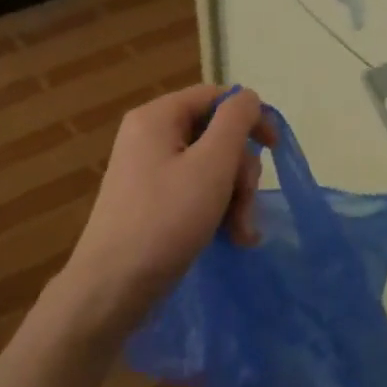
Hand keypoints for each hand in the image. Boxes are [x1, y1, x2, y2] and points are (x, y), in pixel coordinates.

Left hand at [49, 85, 274, 343]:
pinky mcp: (154, 201)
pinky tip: (233, 239)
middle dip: (241, 173)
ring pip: (212, 167)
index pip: (216, 97)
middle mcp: (151, 137)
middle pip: (217, 136)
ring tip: (241, 234)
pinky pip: (196, 191)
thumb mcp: (211, 164)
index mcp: (158, 117)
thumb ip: (235, 121)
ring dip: (235, 198)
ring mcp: (151, 171)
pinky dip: (217, 210)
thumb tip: (248, 97)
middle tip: (246, 207)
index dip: (250, 117)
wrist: (112, 289)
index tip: (274, 149)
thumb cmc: (165, 220)